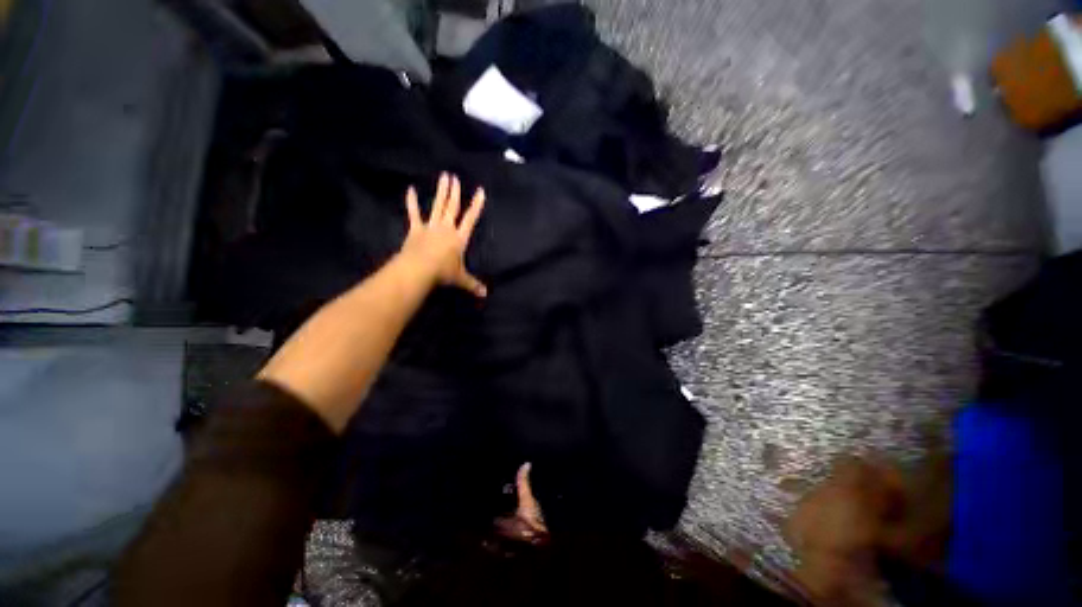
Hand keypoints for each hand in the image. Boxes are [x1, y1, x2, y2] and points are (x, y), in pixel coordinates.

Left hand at [400, 172, 486, 297]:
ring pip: (437, 206)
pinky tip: (410, 190)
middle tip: (453, 176)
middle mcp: (446, 228)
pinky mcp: (416, 229)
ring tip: (443, 177)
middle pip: (452, 207)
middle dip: (454, 192)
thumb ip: (473, 284)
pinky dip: (412, 202)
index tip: (480, 191)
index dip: (476, 205)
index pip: (471, 218)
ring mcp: (431, 227)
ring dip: (441, 192)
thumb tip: (485, 295)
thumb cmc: (443, 273)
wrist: (420, 269)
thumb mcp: (461, 279)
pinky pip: (414, 214)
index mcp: (459, 237)